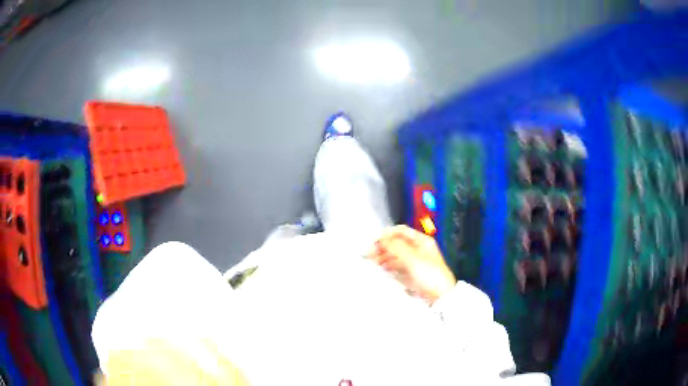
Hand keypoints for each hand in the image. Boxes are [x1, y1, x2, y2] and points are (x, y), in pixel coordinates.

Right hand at [367, 225, 455, 303]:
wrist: (441, 295)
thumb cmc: (430, 275)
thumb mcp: (412, 258)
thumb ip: (395, 247)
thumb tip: (381, 239)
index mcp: (422, 241)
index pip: (400, 231)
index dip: (386, 234)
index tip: (373, 242)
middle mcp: (419, 248)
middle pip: (397, 243)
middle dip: (383, 246)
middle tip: (369, 254)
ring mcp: (416, 261)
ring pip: (396, 254)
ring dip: (384, 256)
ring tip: (372, 262)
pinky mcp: (413, 272)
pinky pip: (398, 265)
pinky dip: (389, 265)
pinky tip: (381, 269)